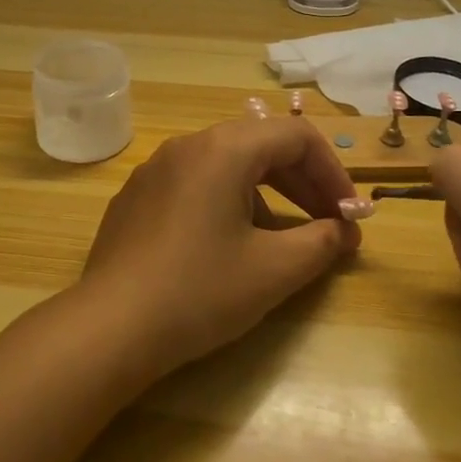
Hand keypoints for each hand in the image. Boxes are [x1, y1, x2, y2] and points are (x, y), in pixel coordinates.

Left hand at [77, 117, 366, 378]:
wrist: (111, 326)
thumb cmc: (200, 291)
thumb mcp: (274, 270)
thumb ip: (321, 242)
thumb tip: (345, 230)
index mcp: (223, 149)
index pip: (296, 135)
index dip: (333, 172)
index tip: (350, 214)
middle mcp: (187, 145)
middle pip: (260, 144)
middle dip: (302, 182)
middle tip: (328, 224)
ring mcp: (155, 168)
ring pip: (226, 164)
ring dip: (265, 193)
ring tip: (281, 241)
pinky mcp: (136, 196)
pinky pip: (194, 183)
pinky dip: (227, 202)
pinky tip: (227, 247)